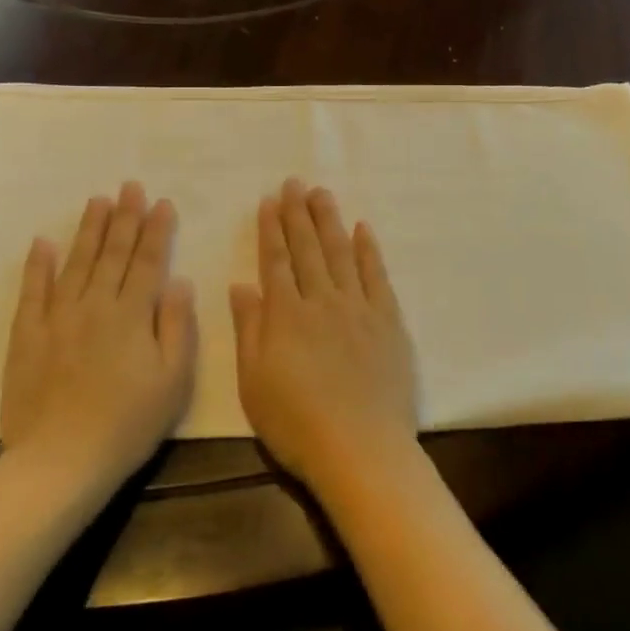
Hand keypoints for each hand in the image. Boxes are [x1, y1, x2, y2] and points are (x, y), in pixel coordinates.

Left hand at [0, 182, 196, 474]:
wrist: (61, 461)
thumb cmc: (129, 423)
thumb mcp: (174, 379)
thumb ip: (177, 326)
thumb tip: (178, 281)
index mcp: (132, 315)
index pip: (148, 262)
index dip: (157, 231)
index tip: (162, 202)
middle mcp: (95, 306)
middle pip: (113, 254)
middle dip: (125, 218)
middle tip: (130, 186)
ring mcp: (57, 319)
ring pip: (76, 264)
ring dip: (89, 231)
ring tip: (97, 201)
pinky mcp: (27, 337)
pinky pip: (33, 293)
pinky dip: (37, 266)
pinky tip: (43, 243)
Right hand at [231, 179, 417, 496]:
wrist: (360, 448)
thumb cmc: (297, 423)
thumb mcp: (253, 383)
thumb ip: (249, 330)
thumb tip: (242, 285)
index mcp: (286, 315)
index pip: (276, 260)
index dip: (271, 229)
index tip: (269, 201)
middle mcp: (322, 300)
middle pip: (308, 248)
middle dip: (298, 213)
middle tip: (295, 182)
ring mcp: (359, 307)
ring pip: (341, 252)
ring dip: (330, 221)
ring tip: (321, 194)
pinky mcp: (388, 320)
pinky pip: (377, 275)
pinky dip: (369, 249)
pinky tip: (363, 229)